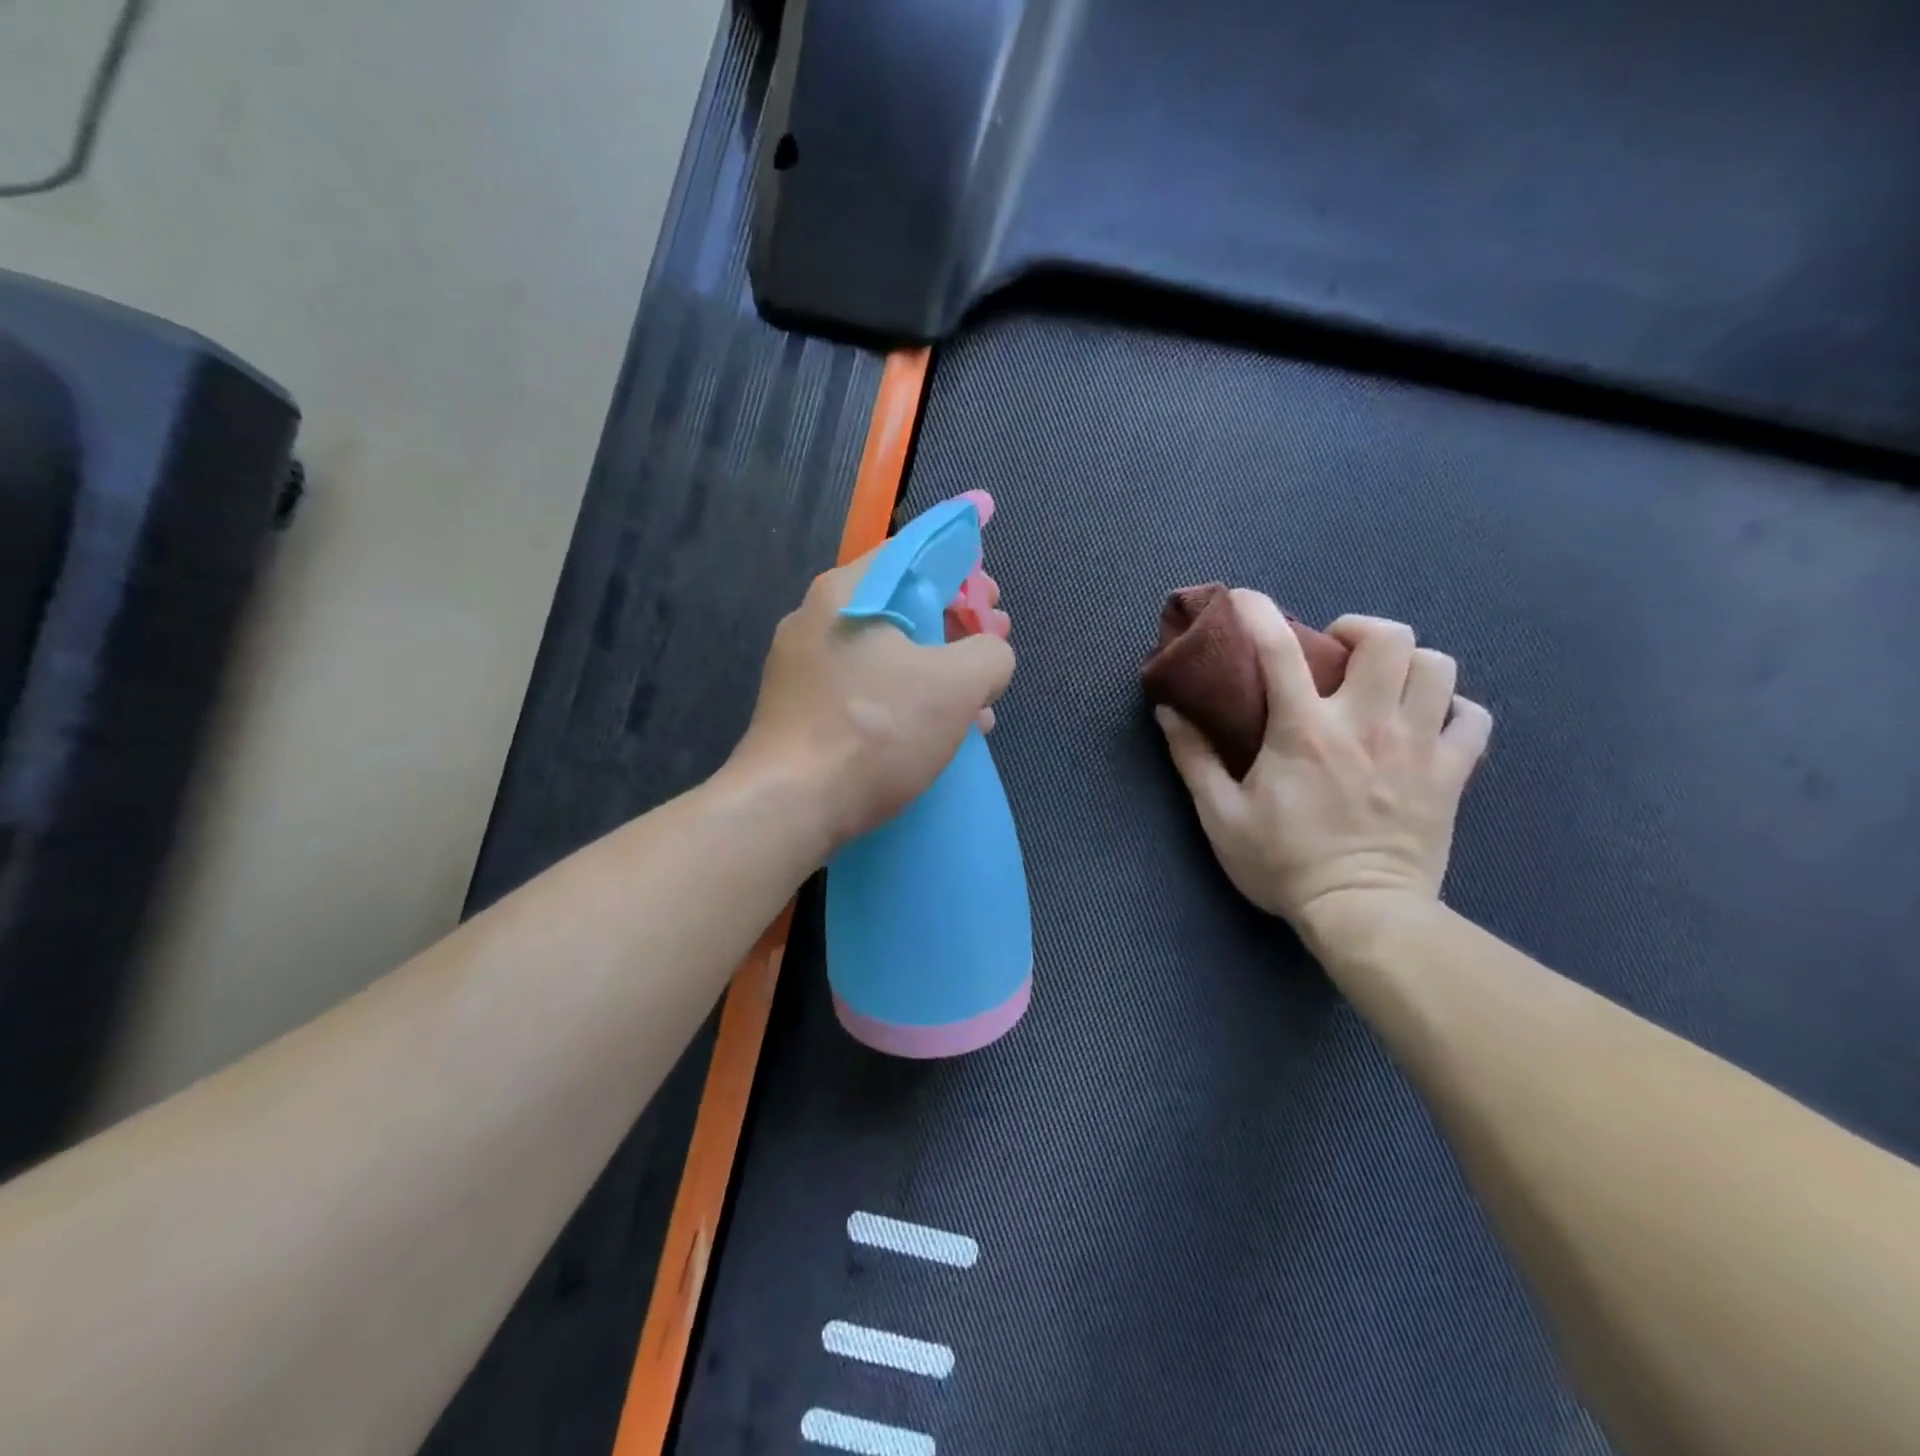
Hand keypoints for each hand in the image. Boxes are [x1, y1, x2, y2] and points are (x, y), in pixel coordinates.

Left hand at [732, 549, 1014, 853]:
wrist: (789, 807)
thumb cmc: (874, 732)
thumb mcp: (956, 685)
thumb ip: (991, 653)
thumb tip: (990, 657)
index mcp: (848, 591)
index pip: (914, 554)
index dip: (964, 571)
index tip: (993, 604)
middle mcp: (817, 618)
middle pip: (902, 604)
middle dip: (956, 627)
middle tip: (990, 650)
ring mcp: (803, 666)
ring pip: (886, 652)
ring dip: (937, 672)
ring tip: (976, 708)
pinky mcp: (801, 708)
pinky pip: (865, 687)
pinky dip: (904, 699)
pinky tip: (935, 735)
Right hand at [1156, 591, 1490, 945]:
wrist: (1363, 915)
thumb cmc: (1283, 864)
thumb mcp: (1220, 815)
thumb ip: (1192, 758)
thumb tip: (1168, 711)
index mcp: (1304, 732)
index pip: (1278, 650)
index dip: (1258, 612)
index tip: (1245, 598)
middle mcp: (1366, 725)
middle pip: (1388, 639)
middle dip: (1359, 630)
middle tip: (1337, 654)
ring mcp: (1418, 746)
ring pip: (1438, 667)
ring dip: (1408, 664)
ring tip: (1382, 684)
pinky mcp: (1452, 774)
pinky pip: (1473, 719)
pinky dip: (1452, 710)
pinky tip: (1428, 722)